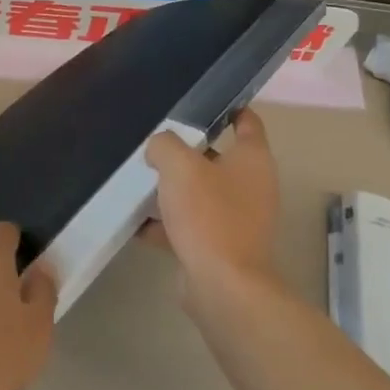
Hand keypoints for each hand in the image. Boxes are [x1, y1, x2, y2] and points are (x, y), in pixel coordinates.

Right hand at [144, 110, 282, 289]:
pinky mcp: (220, 246)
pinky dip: (167, 223)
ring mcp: (237, 219)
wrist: (222, 285)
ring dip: (174, 190)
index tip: (201, 103)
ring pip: (201, 193)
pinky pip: (190, 225)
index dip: (229, 109)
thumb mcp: (179, 166)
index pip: (248, 122)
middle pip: (217, 158)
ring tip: (139, 181)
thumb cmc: (208, 215)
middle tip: (154, 144)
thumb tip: (159, 149)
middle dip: (186, 152)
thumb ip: (165, 145)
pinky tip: (137, 222)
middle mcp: (252, 186)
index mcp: (253, 160)